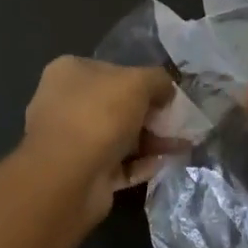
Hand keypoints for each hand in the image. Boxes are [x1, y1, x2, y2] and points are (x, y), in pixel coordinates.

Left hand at [22, 57, 179, 224]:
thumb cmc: (99, 115)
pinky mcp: (82, 172)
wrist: (67, 178)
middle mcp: (65, 103)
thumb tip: (167, 92)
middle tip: (179, 122)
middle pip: (118, 105)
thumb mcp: (139, 82)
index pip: (112, 70)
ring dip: (151, 140)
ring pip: (120, 136)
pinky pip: (118, 164)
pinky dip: (141, 163)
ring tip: (182, 145)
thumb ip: (159, 80)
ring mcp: (72, 141)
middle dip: (151, 114)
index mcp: (70, 73)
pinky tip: (164, 163)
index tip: (168, 94)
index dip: (143, 80)